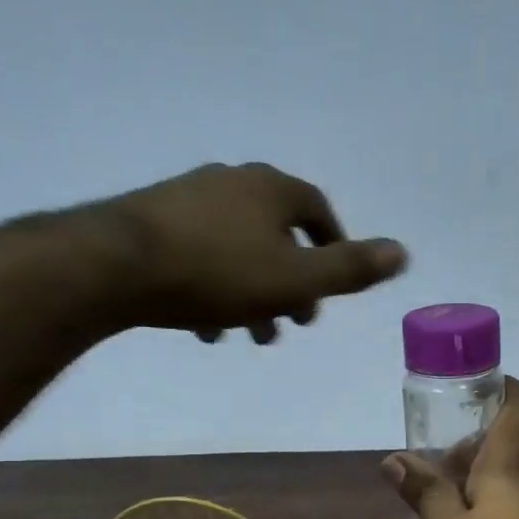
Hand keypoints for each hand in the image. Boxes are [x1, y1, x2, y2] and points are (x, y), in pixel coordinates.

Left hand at [110, 163, 406, 342]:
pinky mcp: (152, 220)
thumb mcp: (296, 279)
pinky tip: (206, 327)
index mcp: (271, 189)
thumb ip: (350, 269)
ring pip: (237, 249)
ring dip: (252, 293)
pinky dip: (213, 288)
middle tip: (294, 322)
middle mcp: (232, 182)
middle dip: (290, 282)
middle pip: (276, 233)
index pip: (317, 210)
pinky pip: (199, 255)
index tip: (332, 283)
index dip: (332, 245)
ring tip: (251, 335)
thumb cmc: (217, 272)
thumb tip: (403, 252)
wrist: (115, 265)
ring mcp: (188, 197)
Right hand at [382, 378, 518, 518]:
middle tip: (430, 466)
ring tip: (434, 512)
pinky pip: (508, 516)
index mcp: (507, 467)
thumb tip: (393, 458)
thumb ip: (425, 494)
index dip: (507, 389)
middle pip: (503, 449)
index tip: (482, 386)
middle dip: (468, 451)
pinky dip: (483, 518)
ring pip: (503, 485)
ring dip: (471, 490)